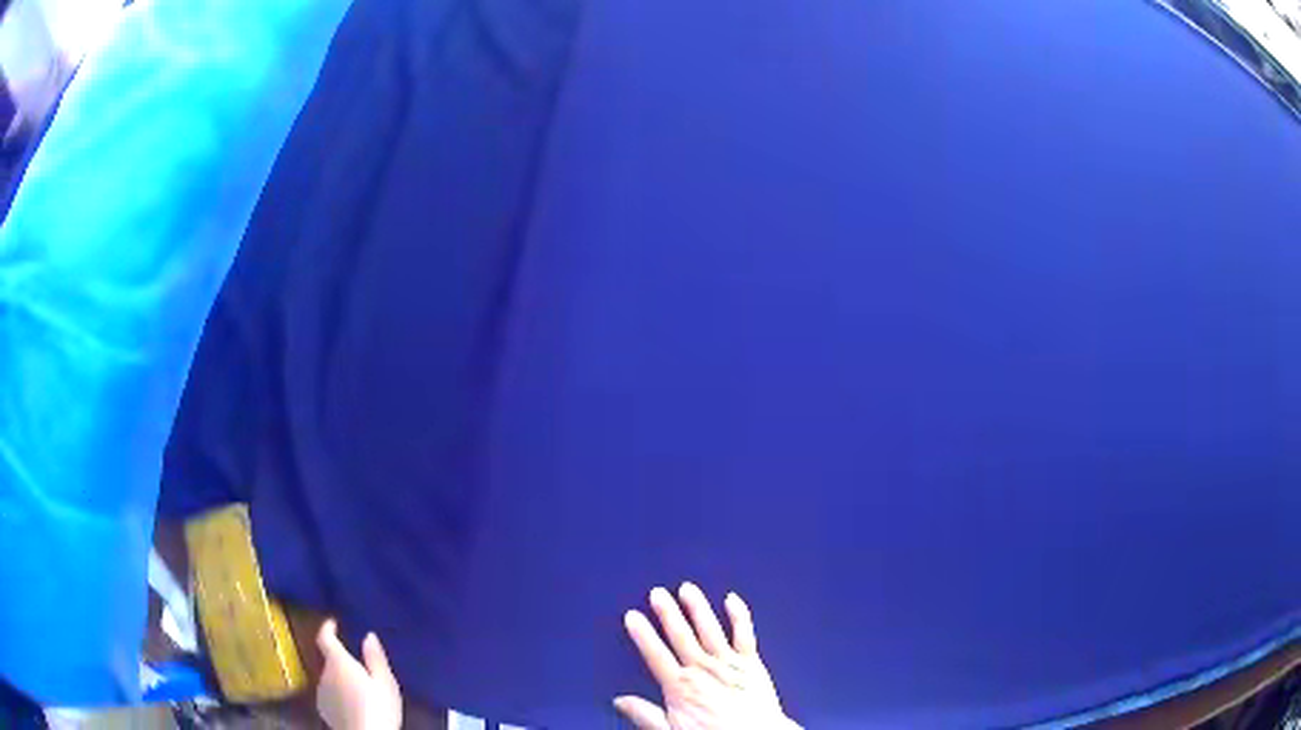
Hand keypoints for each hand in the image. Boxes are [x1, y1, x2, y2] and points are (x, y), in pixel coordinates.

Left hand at [315, 619, 402, 729]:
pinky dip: (338, 694)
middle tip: (360, 669)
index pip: (324, 637)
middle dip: (341, 661)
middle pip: (329, 661)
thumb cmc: (379, 707)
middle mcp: (324, 673)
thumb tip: (368, 635)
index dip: (327, 628)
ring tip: (359, 690)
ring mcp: (321, 692)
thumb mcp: (386, 682)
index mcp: (338, 662)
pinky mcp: (323, 709)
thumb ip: (375, 658)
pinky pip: (329, 694)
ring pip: (329, 679)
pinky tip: (353, 705)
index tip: (333, 623)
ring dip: (340, 679)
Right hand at [616, 584, 798, 729]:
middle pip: (681, 635)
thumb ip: (645, 715)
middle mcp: (702, 669)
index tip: (632, 616)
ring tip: (687, 589)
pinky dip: (739, 616)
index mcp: (680, 686)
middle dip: (668, 612)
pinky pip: (744, 634)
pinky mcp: (752, 663)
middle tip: (657, 593)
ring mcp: (728, 663)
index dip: (643, 634)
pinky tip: (732, 600)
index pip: (656, 654)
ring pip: (709, 629)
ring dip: (697, 608)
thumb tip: (620, 701)